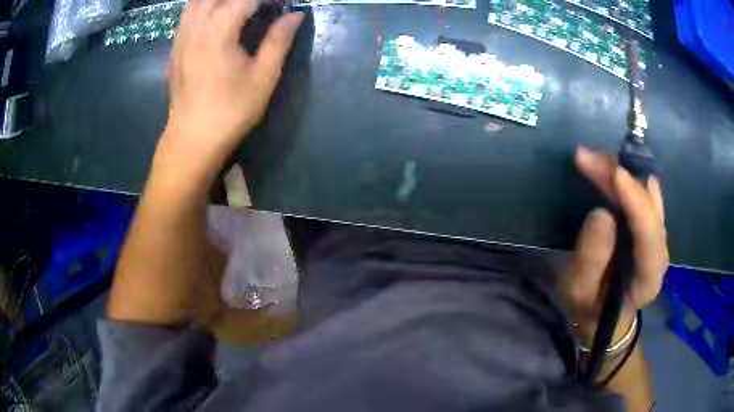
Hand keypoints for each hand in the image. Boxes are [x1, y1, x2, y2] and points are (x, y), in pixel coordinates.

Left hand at [161, 0, 303, 175]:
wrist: (192, 139)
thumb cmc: (230, 111)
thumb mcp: (263, 77)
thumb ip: (279, 40)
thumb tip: (295, 15)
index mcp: (218, 32)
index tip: (283, 3)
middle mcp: (195, 27)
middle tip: (262, 6)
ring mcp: (181, 36)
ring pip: (197, 1)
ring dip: (220, 0)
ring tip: (241, 7)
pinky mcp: (176, 46)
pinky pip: (188, 12)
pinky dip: (204, 5)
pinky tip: (217, 12)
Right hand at [561, 146, 668, 345]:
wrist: (606, 312)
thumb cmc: (591, 308)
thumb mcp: (579, 293)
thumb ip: (591, 261)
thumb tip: (601, 214)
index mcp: (648, 277)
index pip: (650, 235)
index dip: (636, 202)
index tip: (615, 174)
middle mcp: (660, 250)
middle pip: (650, 203)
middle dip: (621, 175)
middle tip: (585, 158)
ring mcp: (658, 234)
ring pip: (647, 190)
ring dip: (621, 170)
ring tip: (590, 160)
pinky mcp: (651, 223)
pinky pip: (642, 190)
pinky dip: (624, 175)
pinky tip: (605, 169)